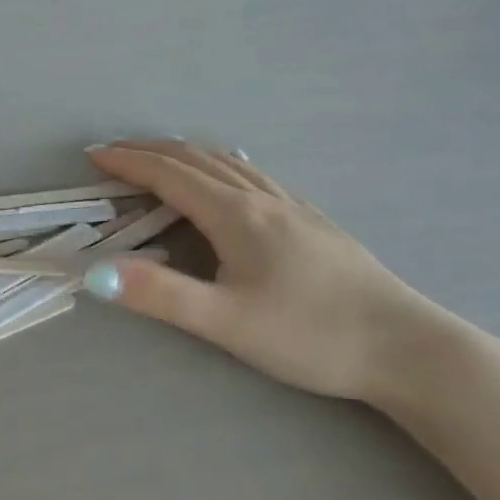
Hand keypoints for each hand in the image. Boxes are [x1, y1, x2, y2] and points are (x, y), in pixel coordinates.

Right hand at [84, 139, 442, 403]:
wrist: (406, 347)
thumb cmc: (311, 335)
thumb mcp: (225, 322)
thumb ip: (159, 295)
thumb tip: (95, 271)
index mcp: (236, 215)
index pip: (169, 175)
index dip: (128, 162)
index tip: (94, 156)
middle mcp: (262, 199)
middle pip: (197, 159)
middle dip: (150, 151)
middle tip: (114, 153)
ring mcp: (293, 207)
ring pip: (229, 163)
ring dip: (185, 155)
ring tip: (159, 159)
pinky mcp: (313, 222)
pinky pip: (254, 175)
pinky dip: (220, 165)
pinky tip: (230, 178)